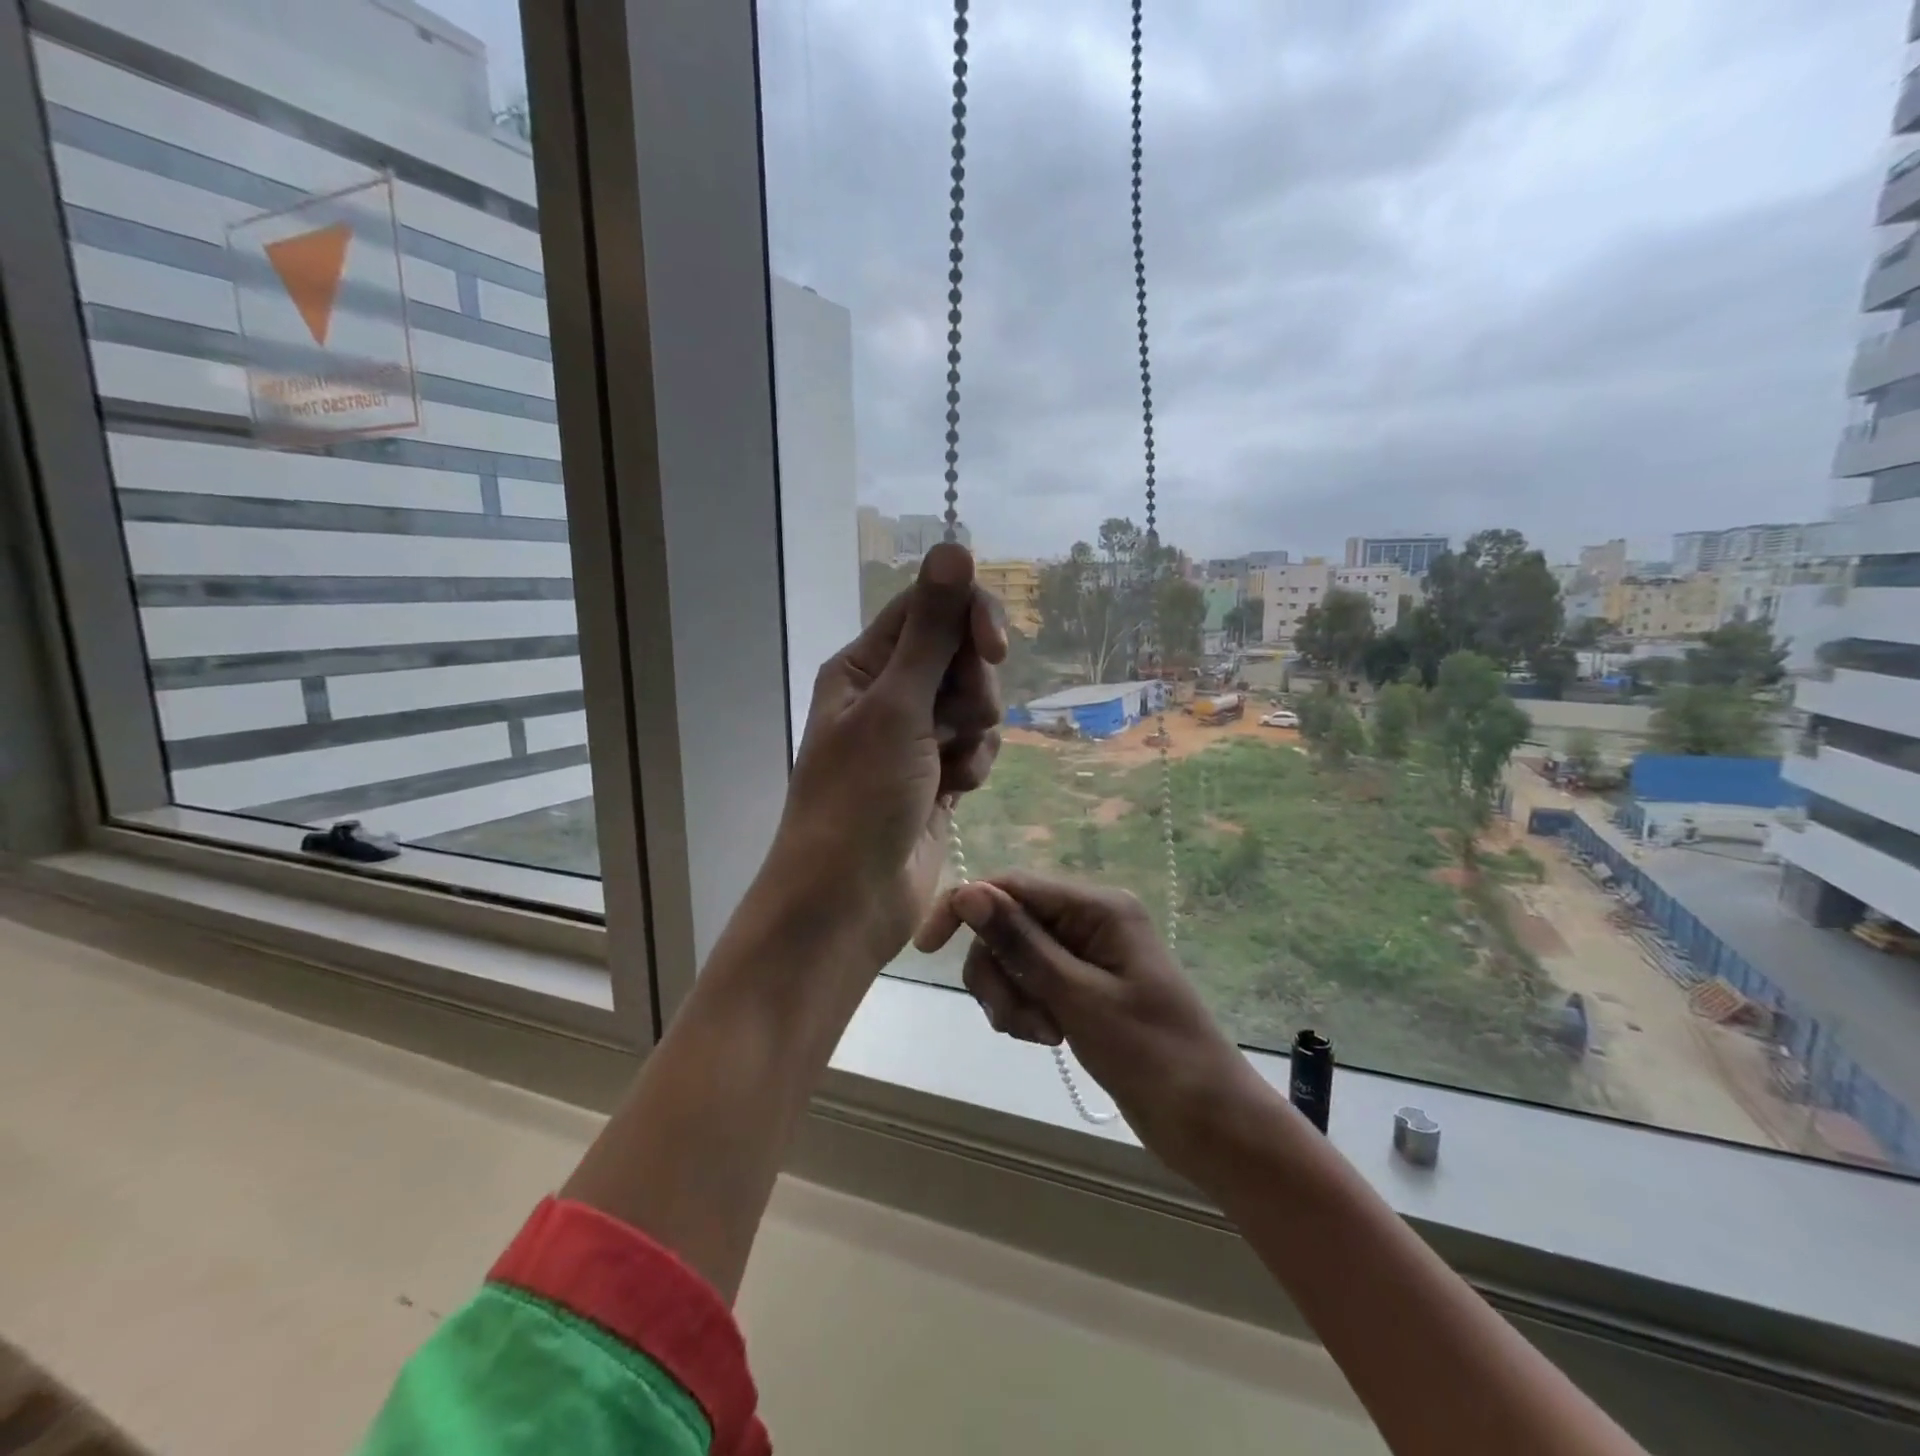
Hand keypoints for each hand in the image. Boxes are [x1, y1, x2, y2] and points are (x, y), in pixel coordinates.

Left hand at [760, 544, 1005, 971]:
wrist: (849, 901)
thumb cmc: (859, 800)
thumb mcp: (896, 708)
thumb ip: (931, 632)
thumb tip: (954, 547)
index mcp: (864, 666)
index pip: (930, 608)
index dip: (970, 620)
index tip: (994, 651)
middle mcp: (888, 694)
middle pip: (961, 656)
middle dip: (973, 689)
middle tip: (953, 726)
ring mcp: (914, 737)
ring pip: (976, 704)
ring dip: (974, 734)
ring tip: (948, 769)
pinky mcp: (937, 775)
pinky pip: (976, 747)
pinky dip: (973, 766)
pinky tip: (954, 794)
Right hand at [915, 872, 1269, 1168]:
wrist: (1208, 1121)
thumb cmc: (1152, 1055)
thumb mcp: (1078, 997)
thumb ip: (1020, 942)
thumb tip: (968, 891)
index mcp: (1098, 907)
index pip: (1012, 885)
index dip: (965, 907)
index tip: (927, 949)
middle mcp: (1090, 920)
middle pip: (1009, 924)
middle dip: (999, 971)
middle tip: (1015, 1021)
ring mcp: (1087, 955)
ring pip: (1015, 957)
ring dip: (1011, 996)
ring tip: (1040, 1036)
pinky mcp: (1084, 987)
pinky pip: (1032, 983)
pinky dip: (1026, 1009)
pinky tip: (1046, 1039)